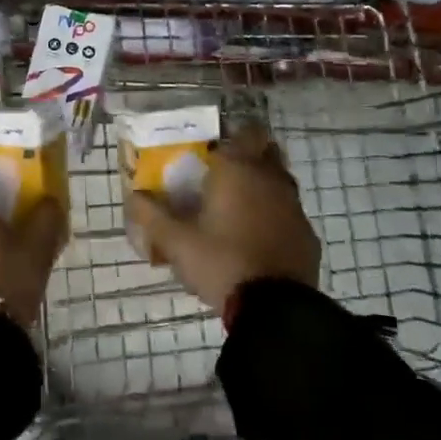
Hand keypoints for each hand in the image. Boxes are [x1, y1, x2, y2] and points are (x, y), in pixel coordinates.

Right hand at [127, 121, 319, 310]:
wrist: (274, 309)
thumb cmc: (221, 263)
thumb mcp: (176, 242)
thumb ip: (152, 216)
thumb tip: (133, 196)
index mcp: (238, 170)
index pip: (245, 131)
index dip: (231, 136)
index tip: (212, 151)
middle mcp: (270, 178)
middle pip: (266, 150)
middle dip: (248, 156)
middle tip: (223, 176)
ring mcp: (294, 206)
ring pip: (280, 180)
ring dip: (263, 186)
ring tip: (238, 208)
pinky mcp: (307, 234)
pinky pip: (289, 212)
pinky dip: (276, 216)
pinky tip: (258, 237)